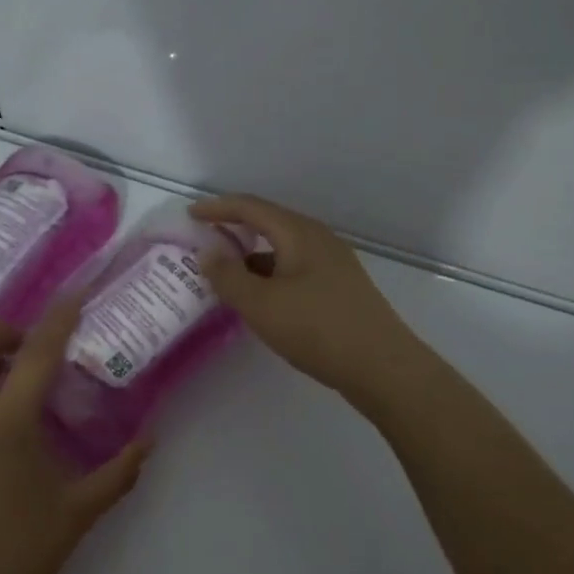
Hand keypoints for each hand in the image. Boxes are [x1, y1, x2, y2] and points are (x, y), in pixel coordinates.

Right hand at [192, 194, 420, 398]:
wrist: (383, 367)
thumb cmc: (317, 329)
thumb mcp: (261, 304)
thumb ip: (228, 276)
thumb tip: (208, 252)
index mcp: (299, 233)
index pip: (251, 207)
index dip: (218, 208)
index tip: (190, 215)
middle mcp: (318, 239)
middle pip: (269, 223)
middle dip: (235, 229)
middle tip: (205, 241)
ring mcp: (333, 263)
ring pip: (283, 249)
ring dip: (252, 256)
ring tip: (226, 275)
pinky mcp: (340, 287)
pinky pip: (295, 268)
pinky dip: (270, 274)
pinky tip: (261, 299)